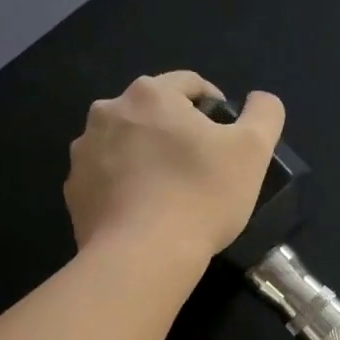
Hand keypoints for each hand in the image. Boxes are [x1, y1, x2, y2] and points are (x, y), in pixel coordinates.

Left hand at [64, 72, 285, 263]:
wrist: (143, 256)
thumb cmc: (202, 196)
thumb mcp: (253, 151)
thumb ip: (264, 115)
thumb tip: (260, 100)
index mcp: (151, 94)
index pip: (189, 84)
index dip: (215, 106)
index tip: (228, 139)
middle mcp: (108, 111)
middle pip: (152, 113)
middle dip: (175, 133)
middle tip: (199, 170)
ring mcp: (84, 152)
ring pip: (125, 145)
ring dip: (146, 158)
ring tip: (169, 195)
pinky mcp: (74, 191)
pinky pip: (105, 180)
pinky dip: (124, 189)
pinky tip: (144, 215)